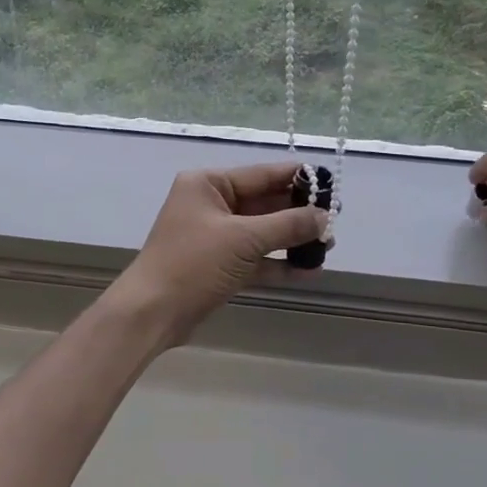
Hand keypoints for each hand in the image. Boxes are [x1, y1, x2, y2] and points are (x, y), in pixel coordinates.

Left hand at [108, 162, 329, 346]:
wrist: (152, 312)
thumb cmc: (193, 263)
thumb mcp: (243, 239)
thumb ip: (288, 225)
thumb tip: (324, 218)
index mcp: (208, 184)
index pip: (261, 174)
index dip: (297, 179)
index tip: (330, 184)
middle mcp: (210, 204)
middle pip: (263, 203)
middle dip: (298, 214)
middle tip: (334, 221)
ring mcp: (213, 237)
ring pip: (261, 233)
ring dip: (292, 240)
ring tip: (328, 246)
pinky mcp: (217, 266)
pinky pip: (254, 259)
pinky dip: (278, 264)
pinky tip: (308, 271)